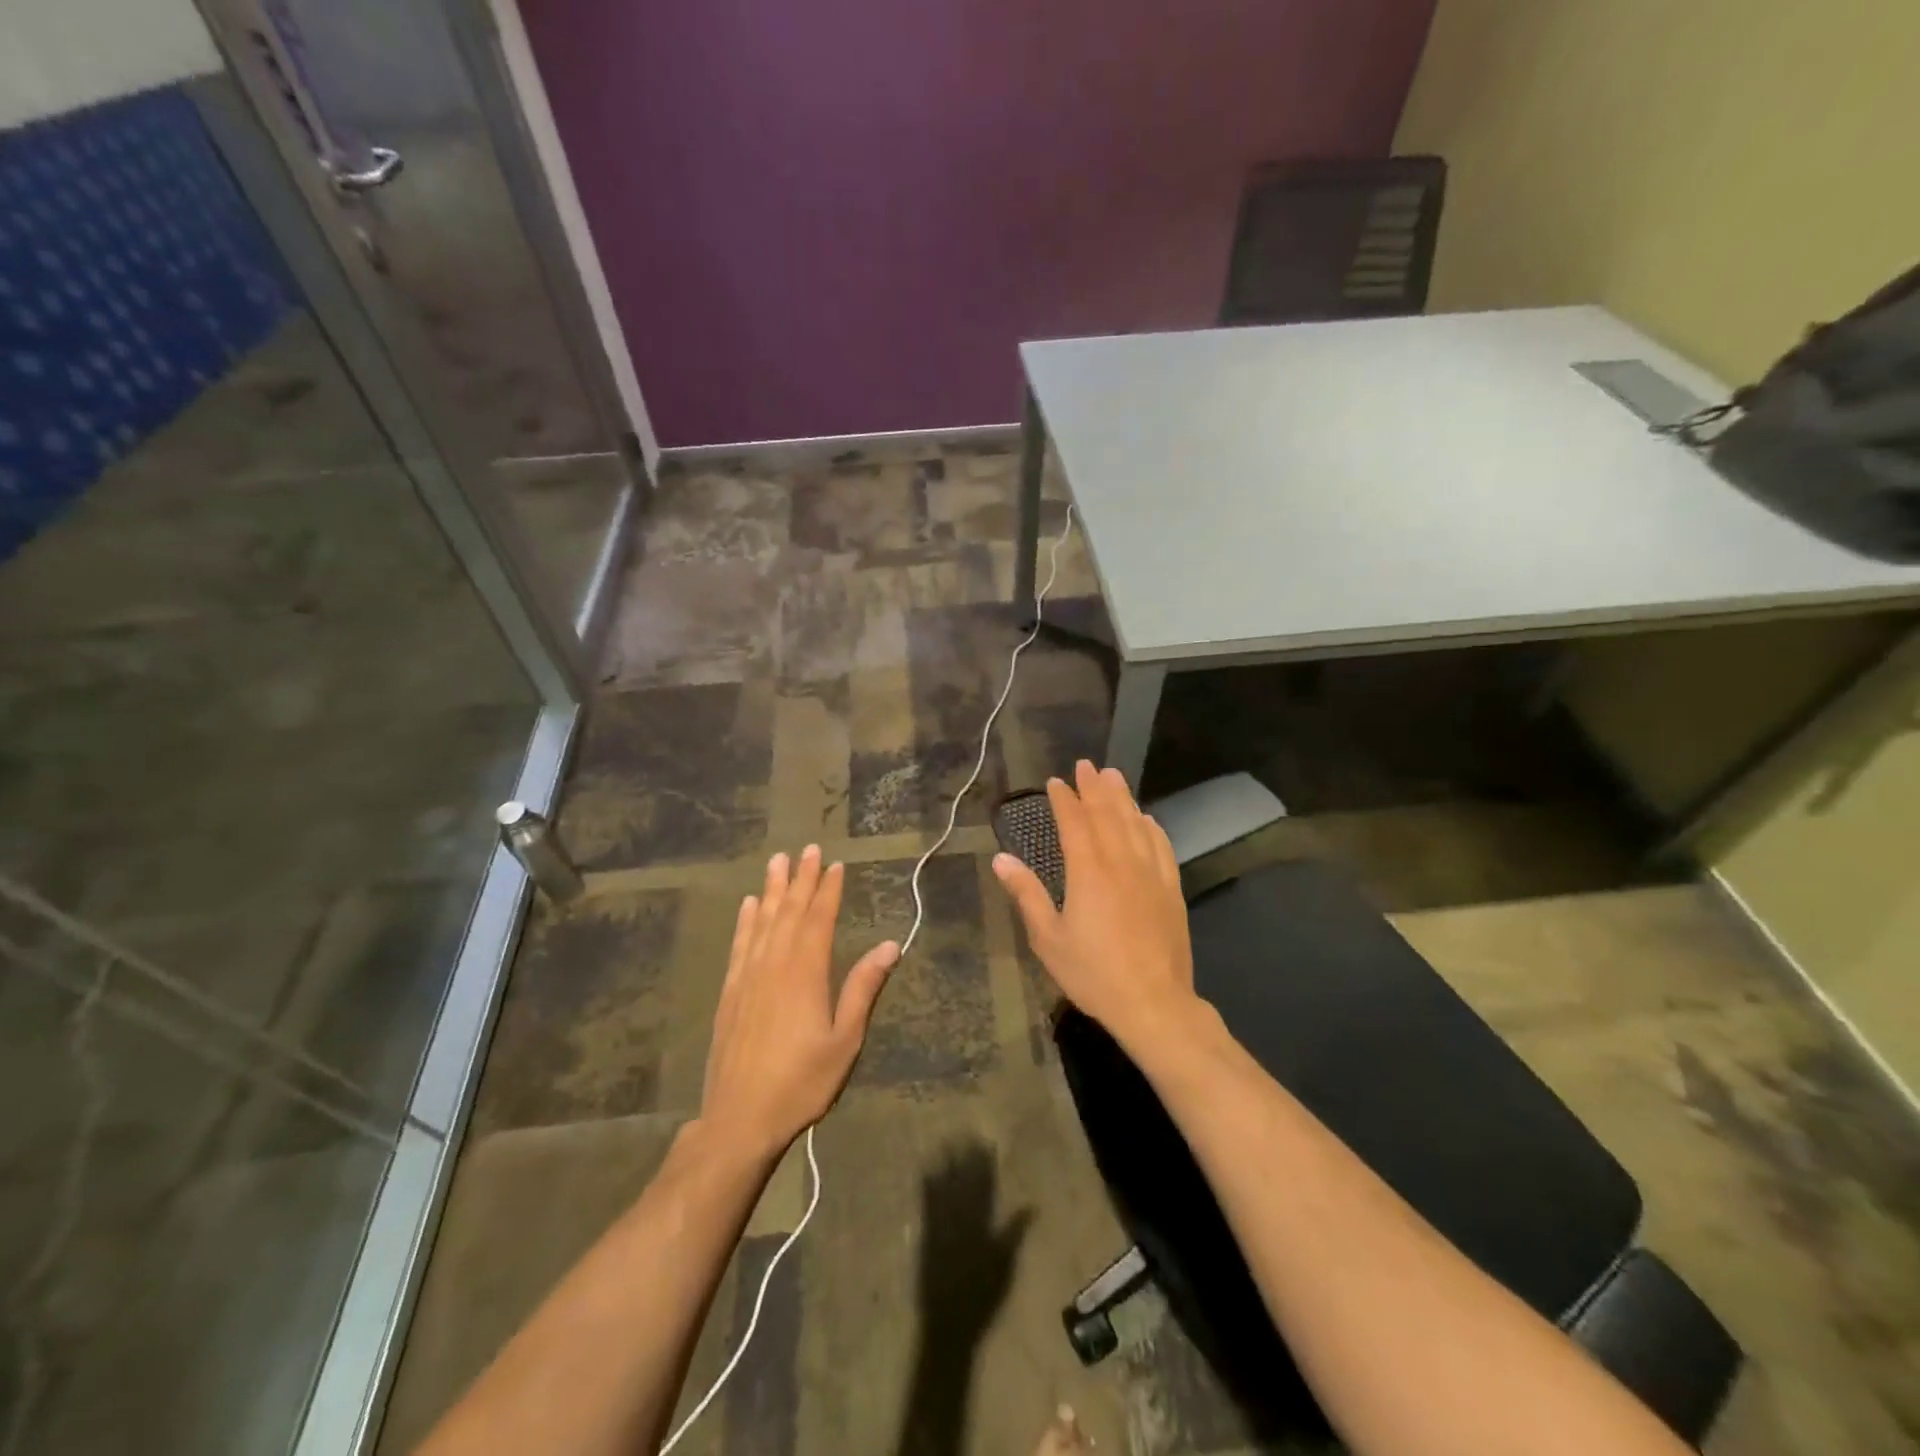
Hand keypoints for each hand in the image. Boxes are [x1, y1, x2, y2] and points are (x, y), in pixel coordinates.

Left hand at [700, 845, 899, 1160]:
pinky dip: (746, 921)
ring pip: (763, 921)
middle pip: (790, 912)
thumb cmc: (802, 1082)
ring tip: (777, 861)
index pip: (818, 919)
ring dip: (772, 889)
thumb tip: (889, 945)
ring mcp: (748, 977)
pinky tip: (749, 905)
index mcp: (806, 973)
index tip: (834, 864)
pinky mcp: (730, 992)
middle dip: (801, 879)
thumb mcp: (845, 1040)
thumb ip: (863, 988)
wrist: (740, 1119)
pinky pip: (740, 945)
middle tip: (807, 848)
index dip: (828, 890)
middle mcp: (775, 964)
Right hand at [991, 760, 1196, 1047]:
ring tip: (1113, 777)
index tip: (1055, 782)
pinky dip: (1152, 827)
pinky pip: (1162, 847)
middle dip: (1094, 788)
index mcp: (1088, 871)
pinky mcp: (1171, 889)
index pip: (1075, 823)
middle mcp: (1121, 862)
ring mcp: (1150, 874)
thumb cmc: (1093, 973)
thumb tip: (1001, 859)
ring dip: (1123, 798)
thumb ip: (1026, 894)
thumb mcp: (1048, 938)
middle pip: (1107, 815)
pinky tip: (1147, 819)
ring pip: (1136, 824)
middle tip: (1086, 766)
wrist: (1153, 1002)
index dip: (1064, 800)